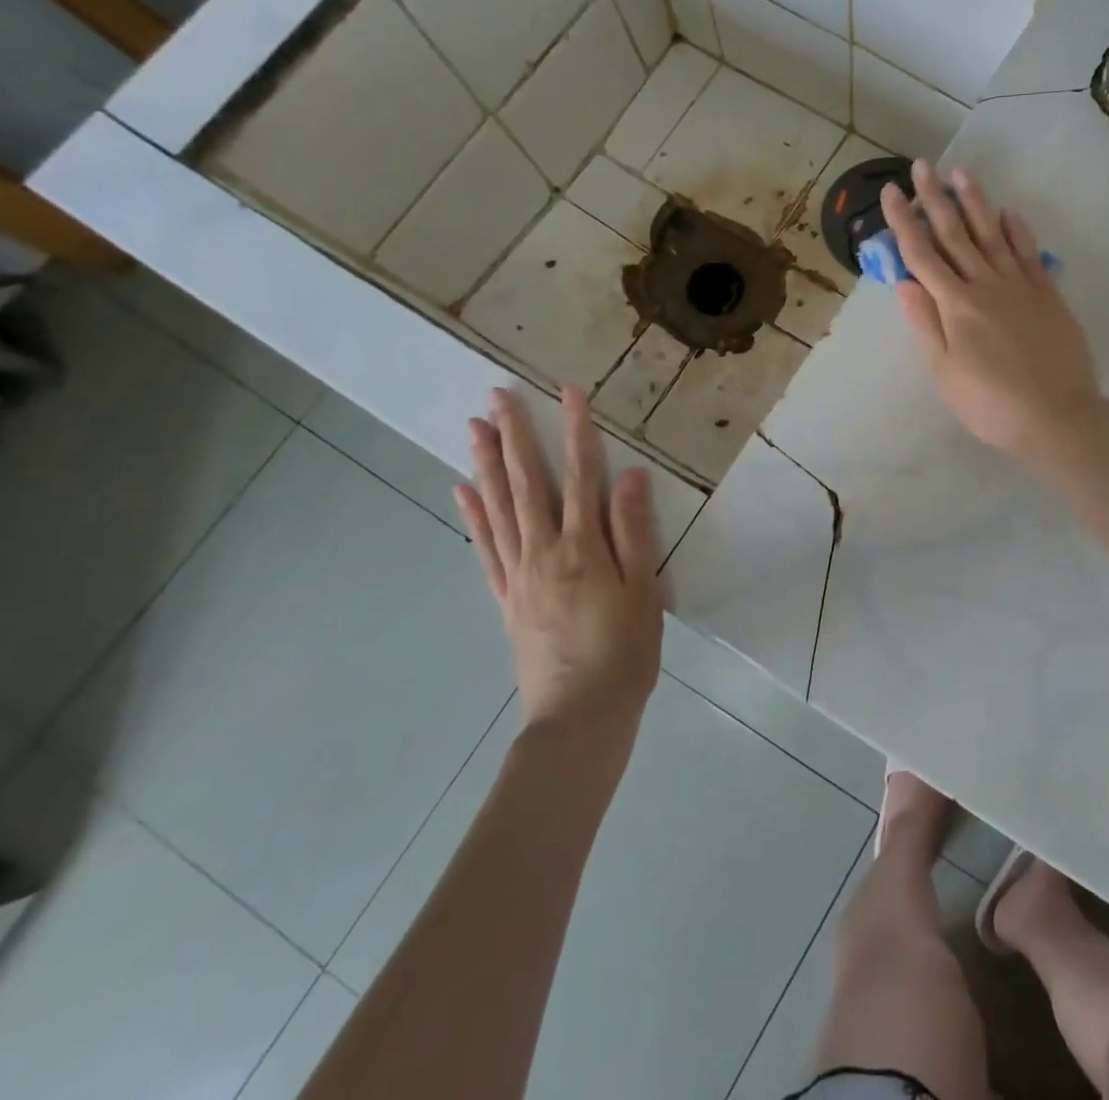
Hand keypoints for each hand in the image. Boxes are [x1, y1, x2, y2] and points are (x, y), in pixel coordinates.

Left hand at [455, 386, 662, 737]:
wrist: (579, 717)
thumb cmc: (625, 652)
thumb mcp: (644, 590)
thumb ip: (634, 531)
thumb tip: (629, 475)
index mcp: (583, 547)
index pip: (580, 474)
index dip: (576, 429)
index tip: (568, 390)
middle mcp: (543, 551)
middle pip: (527, 483)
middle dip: (514, 435)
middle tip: (497, 395)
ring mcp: (518, 575)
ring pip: (499, 508)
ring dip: (487, 464)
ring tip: (473, 428)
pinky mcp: (505, 599)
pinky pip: (485, 548)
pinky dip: (473, 516)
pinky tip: (463, 492)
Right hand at [882, 159, 1102, 468]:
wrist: (1057, 416)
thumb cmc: (991, 404)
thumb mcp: (945, 374)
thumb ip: (925, 325)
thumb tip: (903, 283)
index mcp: (955, 305)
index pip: (921, 254)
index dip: (903, 221)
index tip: (891, 191)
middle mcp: (985, 285)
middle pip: (955, 234)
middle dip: (935, 198)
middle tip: (923, 165)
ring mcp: (1020, 286)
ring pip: (992, 234)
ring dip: (975, 201)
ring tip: (961, 172)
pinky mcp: (1047, 294)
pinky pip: (1029, 252)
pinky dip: (1017, 229)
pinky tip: (1008, 211)